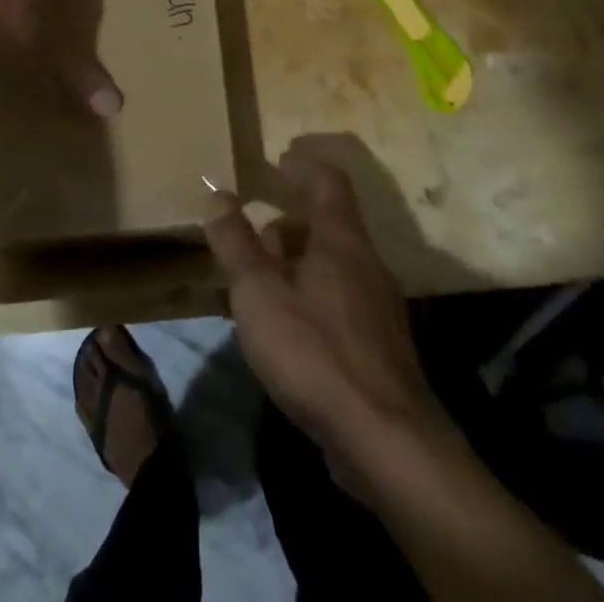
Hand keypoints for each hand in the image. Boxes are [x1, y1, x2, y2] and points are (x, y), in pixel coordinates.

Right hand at [204, 148, 440, 473]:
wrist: (385, 442)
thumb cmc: (315, 350)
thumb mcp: (259, 291)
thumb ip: (236, 241)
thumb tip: (218, 193)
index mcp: (342, 239)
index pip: (328, 181)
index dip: (303, 166)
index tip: (279, 160)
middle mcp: (366, 264)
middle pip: (328, 226)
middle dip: (288, 225)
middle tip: (252, 234)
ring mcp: (377, 309)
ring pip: (331, 268)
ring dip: (294, 265)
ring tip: (257, 285)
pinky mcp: (377, 350)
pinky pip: (337, 304)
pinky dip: (307, 300)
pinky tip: (283, 331)